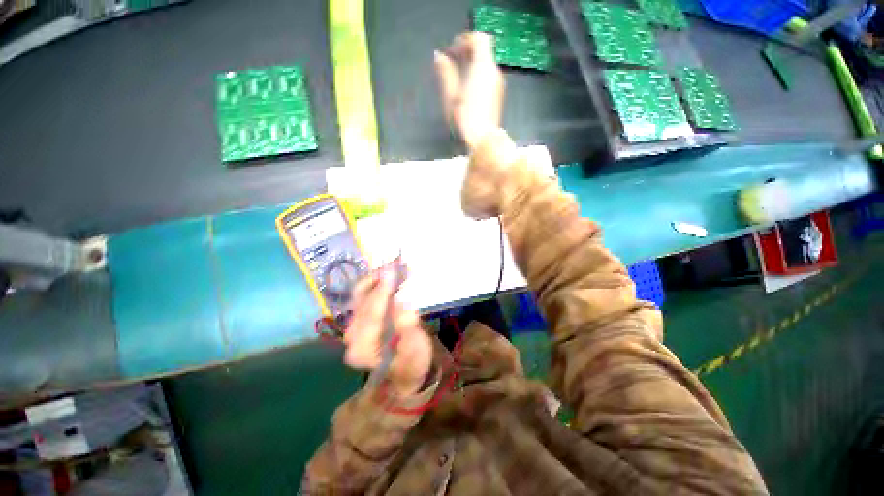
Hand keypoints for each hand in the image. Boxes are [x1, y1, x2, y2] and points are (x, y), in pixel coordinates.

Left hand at [343, 270, 432, 395]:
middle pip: (363, 301)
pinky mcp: (359, 318)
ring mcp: (353, 326)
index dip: (382, 291)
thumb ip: (407, 326)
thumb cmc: (413, 363)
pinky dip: (377, 282)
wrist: (404, 370)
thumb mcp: (415, 349)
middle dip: (380, 280)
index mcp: (363, 350)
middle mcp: (352, 337)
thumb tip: (403, 301)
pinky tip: (390, 275)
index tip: (392, 271)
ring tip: (395, 265)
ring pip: (361, 294)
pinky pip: (365, 295)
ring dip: (378, 278)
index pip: (371, 315)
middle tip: (397, 263)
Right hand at [434, 32, 504, 150]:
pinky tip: (468, 88)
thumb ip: (446, 73)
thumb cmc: (465, 119)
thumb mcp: (451, 96)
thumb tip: (439, 56)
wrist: (483, 140)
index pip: (479, 39)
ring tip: (458, 76)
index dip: (465, 40)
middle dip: (468, 51)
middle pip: (484, 50)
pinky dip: (478, 74)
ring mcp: (498, 84)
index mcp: (482, 67)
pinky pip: (489, 75)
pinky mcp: (498, 95)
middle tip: (454, 61)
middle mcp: (493, 72)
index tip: (452, 50)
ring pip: (487, 63)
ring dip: (473, 63)